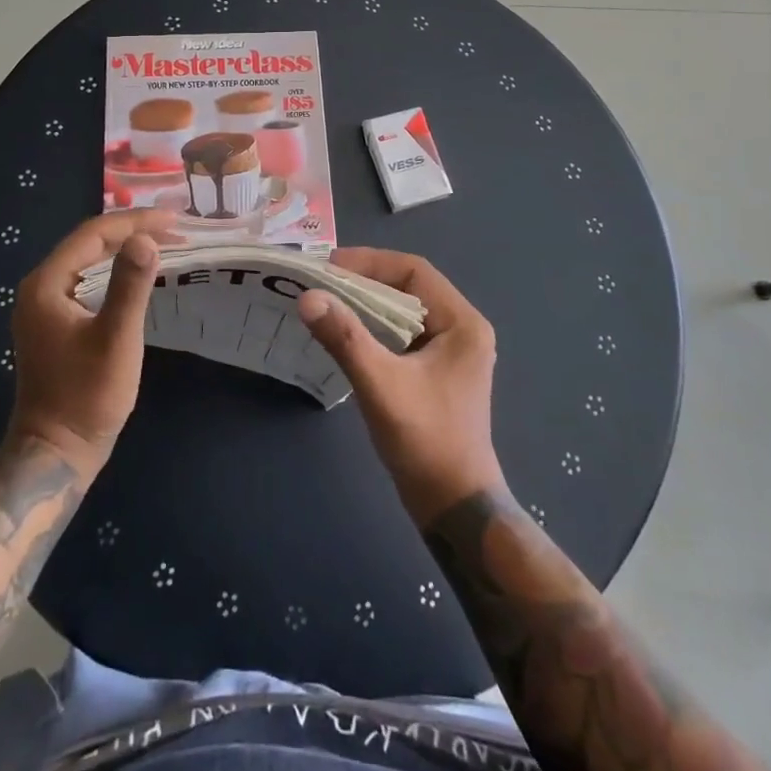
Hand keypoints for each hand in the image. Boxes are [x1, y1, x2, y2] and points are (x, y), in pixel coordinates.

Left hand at [5, 210, 173, 478]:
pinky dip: (115, 270)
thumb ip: (130, 285)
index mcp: (47, 284)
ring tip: (163, 242)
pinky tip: (138, 273)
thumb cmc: (87, 396)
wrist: (56, 452)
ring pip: (88, 260)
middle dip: (132, 231)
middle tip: (175, 228)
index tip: (173, 219)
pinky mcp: (55, 323)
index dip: (134, 222)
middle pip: (89, 243)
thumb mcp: (115, 338)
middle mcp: (40, 287)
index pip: (92, 234)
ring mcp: (44, 306)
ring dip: (124, 249)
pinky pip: (87, 280)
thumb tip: (147, 238)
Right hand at [298, 249, 504, 523]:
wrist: (454, 508)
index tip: (329, 266)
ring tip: (326, 302)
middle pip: (408, 287)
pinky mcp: (436, 371)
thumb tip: (308, 297)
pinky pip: (401, 334)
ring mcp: (450, 351)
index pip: (414, 271)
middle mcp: (461, 329)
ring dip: (366, 304)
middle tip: (320, 282)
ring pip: (402, 311)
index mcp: (462, 323)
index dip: (370, 262)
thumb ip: (345, 337)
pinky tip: (344, 333)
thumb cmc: (425, 441)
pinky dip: (373, 327)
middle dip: (364, 280)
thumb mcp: (381, 384)